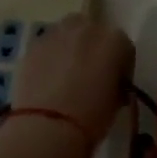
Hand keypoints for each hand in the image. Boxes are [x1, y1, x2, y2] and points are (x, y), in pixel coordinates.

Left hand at [7, 15, 133, 157]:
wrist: (47, 129)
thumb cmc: (91, 117)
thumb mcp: (117, 100)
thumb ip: (116, 81)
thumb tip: (109, 81)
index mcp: (115, 41)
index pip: (123, 47)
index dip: (120, 65)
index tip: (115, 82)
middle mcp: (88, 29)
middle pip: (93, 30)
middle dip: (93, 47)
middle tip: (90, 73)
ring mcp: (57, 34)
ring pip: (67, 32)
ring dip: (70, 46)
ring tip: (66, 73)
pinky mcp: (33, 46)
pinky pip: (47, 45)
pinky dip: (50, 56)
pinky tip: (47, 78)